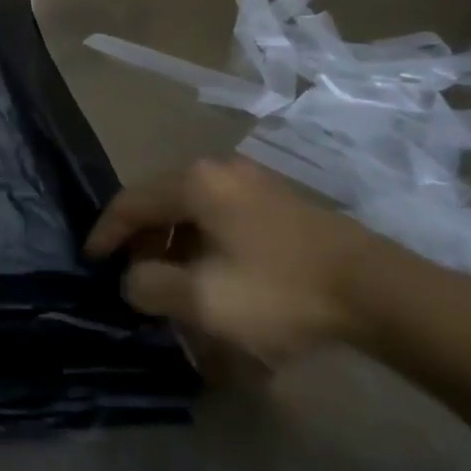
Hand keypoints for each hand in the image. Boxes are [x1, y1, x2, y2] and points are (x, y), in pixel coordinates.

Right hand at [85, 157, 380, 366]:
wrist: (380, 293)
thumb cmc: (279, 291)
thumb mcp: (201, 300)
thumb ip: (149, 286)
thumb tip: (132, 280)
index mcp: (194, 183)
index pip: (129, 202)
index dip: (104, 234)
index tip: (91, 263)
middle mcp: (218, 170)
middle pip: (160, 204)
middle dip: (141, 244)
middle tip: (135, 280)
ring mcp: (253, 183)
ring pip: (192, 212)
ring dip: (174, 247)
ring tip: (174, 286)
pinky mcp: (280, 202)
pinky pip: (222, 218)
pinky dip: (205, 244)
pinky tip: (215, 278)